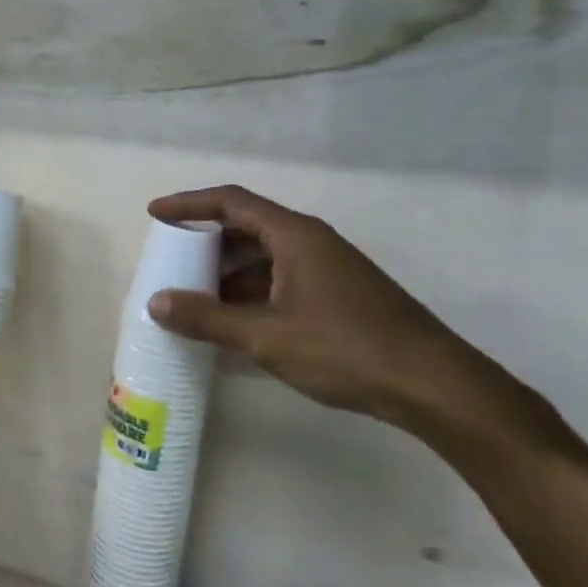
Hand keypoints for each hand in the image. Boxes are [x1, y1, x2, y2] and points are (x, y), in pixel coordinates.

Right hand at [145, 185, 492, 431]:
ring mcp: (329, 267)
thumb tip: (156, 302)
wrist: (432, 384)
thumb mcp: (265, 335)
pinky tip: (238, 322)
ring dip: (229, 272)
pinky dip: (253, 292)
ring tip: (197, 298)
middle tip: (172, 262)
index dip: (189, 204)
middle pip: (247, 226)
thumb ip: (208, 318)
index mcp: (293, 235)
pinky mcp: (340, 294)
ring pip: (266, 256)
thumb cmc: (344, 348)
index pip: (231, 202)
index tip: (155, 214)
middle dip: (207, 243)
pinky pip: (283, 278)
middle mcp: (311, 241)